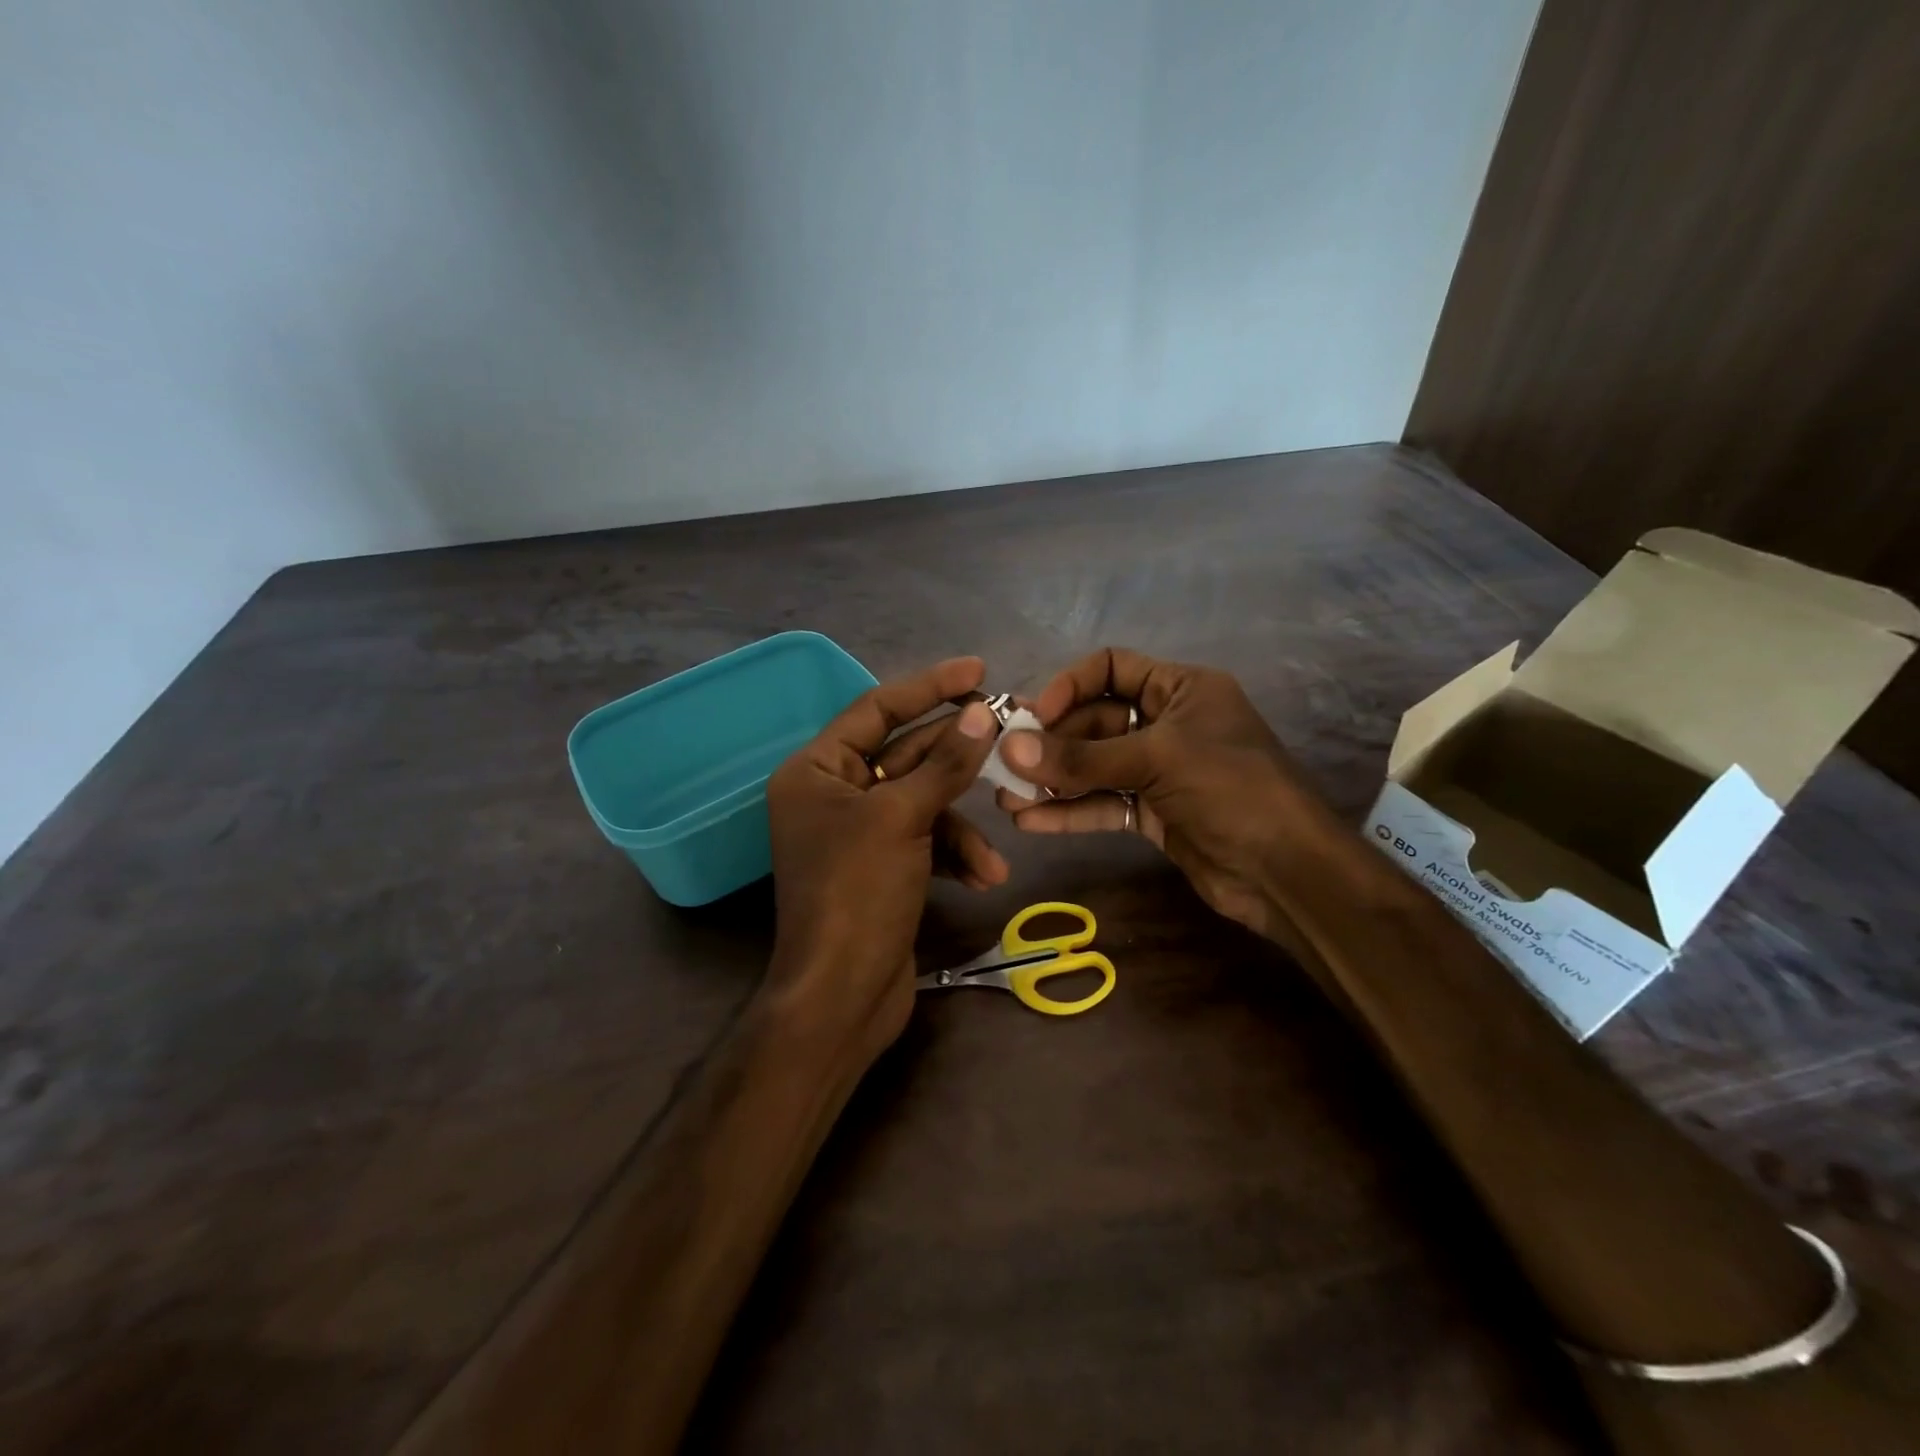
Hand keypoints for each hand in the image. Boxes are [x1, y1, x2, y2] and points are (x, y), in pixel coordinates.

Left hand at [766, 657, 1004, 1064]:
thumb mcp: (902, 818)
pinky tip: (984, 878)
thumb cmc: (857, 894)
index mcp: (817, 770)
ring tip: (992, 855)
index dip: (928, 686)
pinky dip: (954, 854)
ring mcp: (859, 832)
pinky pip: (925, 839)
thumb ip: (945, 763)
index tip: (977, 670)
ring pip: (923, 802)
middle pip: (906, 754)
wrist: (842, 998)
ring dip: (961, 825)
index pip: (876, 709)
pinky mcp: (882, 866)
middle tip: (1012, 737)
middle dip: (958, 758)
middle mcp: (833, 794)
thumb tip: (982, 714)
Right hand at [995, 648, 1341, 941]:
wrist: (1286, 872)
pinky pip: (1104, 804)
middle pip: (1095, 722)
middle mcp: (1168, 723)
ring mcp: (1160, 772)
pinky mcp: (1154, 814)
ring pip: (1095, 767)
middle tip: (1005, 763)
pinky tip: (1031, 822)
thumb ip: (1083, 757)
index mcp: (1181, 688)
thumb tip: (1012, 748)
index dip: (1070, 685)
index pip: (1112, 667)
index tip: (1036, 714)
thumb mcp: (1158, 760)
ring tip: (1007, 798)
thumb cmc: (1231, 790)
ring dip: (1053, 781)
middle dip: (1051, 743)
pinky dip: (1070, 812)